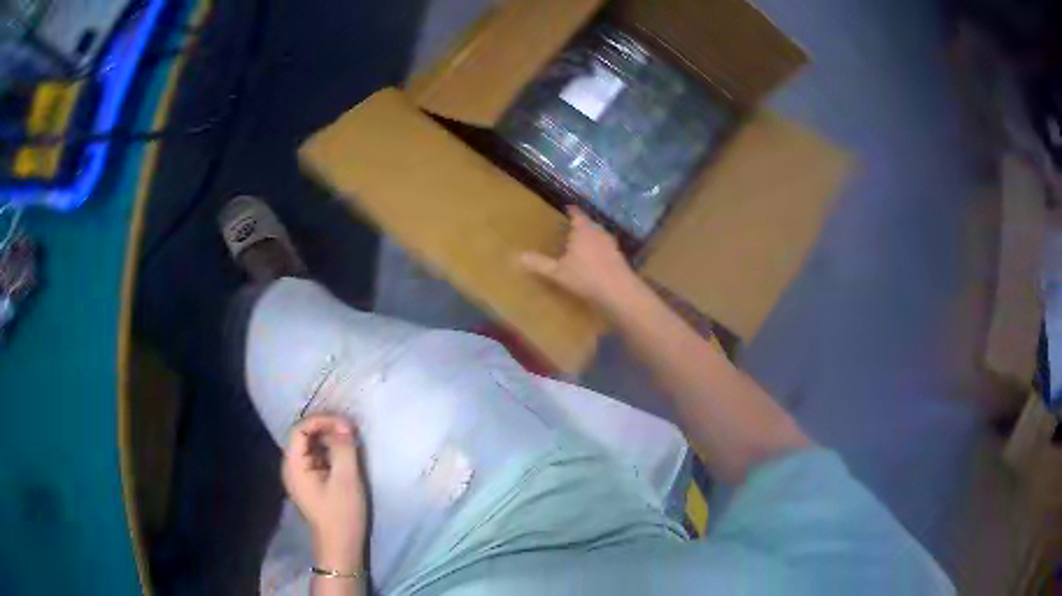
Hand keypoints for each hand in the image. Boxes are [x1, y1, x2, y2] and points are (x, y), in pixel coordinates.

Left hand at [282, 414, 366, 571]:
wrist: (341, 546)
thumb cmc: (342, 514)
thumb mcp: (347, 479)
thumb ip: (344, 448)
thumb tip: (345, 424)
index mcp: (293, 464)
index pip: (300, 429)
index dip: (321, 420)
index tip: (346, 425)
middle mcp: (291, 466)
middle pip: (304, 435)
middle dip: (327, 428)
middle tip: (351, 431)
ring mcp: (300, 475)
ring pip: (311, 446)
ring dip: (330, 439)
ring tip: (351, 441)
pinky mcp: (310, 482)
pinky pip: (316, 458)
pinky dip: (330, 452)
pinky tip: (346, 455)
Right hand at [520, 207, 641, 316]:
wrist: (619, 291)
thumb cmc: (586, 277)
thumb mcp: (558, 273)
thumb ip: (540, 264)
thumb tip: (519, 256)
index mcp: (584, 229)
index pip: (576, 214)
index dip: (571, 211)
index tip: (566, 208)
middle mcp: (599, 232)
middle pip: (589, 224)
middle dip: (580, 225)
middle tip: (569, 228)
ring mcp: (611, 244)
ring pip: (598, 235)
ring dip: (590, 238)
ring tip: (580, 243)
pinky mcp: (619, 257)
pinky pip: (605, 248)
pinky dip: (598, 250)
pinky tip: (594, 260)